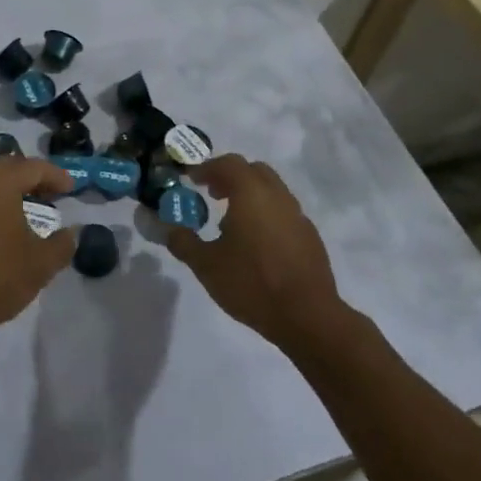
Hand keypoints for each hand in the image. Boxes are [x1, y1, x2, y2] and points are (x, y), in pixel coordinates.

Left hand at [0, 157, 75, 350]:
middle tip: (48, 193)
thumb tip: (71, 233)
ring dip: (5, 192)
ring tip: (22, 211)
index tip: (71, 188)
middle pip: (4, 169)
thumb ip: (62, 245)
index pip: (32, 168)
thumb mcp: (39, 266)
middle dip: (29, 178)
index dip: (55, 176)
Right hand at [162, 155, 345, 349]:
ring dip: (250, 195)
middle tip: (212, 194)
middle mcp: (277, 196)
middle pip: (253, 171)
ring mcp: (298, 215)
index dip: (207, 168)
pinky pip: (284, 212)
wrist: (307, 316)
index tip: (191, 179)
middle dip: (230, 177)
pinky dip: (266, 214)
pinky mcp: (310, 236)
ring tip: (231, 221)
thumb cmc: (252, 283)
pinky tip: (257, 243)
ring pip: (272, 190)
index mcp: (251, 194)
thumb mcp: (206, 266)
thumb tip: (169, 229)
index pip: (228, 164)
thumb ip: (184, 242)